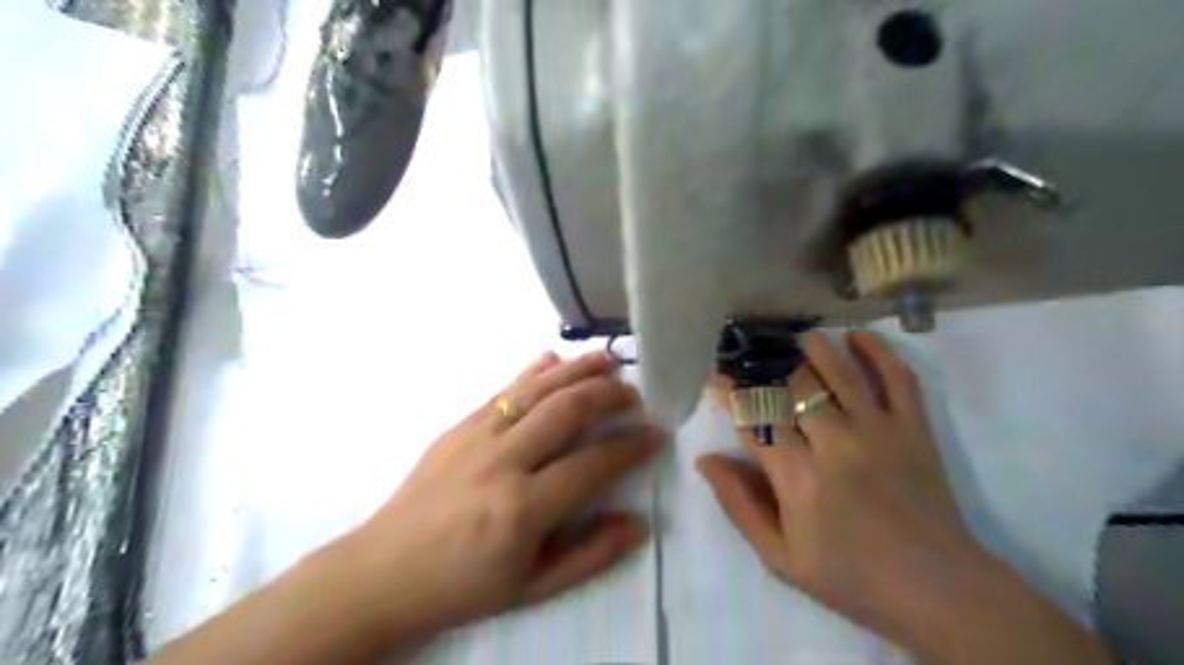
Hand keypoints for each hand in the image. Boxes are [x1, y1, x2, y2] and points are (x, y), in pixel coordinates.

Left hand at [333, 351, 664, 645]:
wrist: (384, 571)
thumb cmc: (463, 585)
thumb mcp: (532, 587)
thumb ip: (590, 555)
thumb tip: (639, 523)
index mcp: (522, 509)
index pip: (593, 464)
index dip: (630, 446)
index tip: (656, 434)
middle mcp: (502, 461)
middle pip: (567, 410)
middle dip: (609, 395)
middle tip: (635, 394)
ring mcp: (476, 436)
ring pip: (537, 389)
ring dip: (577, 369)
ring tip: (608, 360)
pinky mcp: (458, 425)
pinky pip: (503, 389)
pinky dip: (532, 371)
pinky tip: (553, 358)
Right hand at [697, 333, 970, 638]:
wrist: (936, 588)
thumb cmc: (849, 575)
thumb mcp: (780, 557)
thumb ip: (739, 505)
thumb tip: (706, 460)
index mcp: (797, 476)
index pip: (753, 419)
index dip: (730, 395)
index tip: (717, 380)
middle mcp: (834, 443)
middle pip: (791, 388)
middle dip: (766, 370)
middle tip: (754, 361)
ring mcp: (878, 431)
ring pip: (839, 371)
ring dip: (815, 348)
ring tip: (800, 338)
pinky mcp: (913, 428)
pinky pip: (897, 378)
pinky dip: (879, 351)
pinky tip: (858, 337)